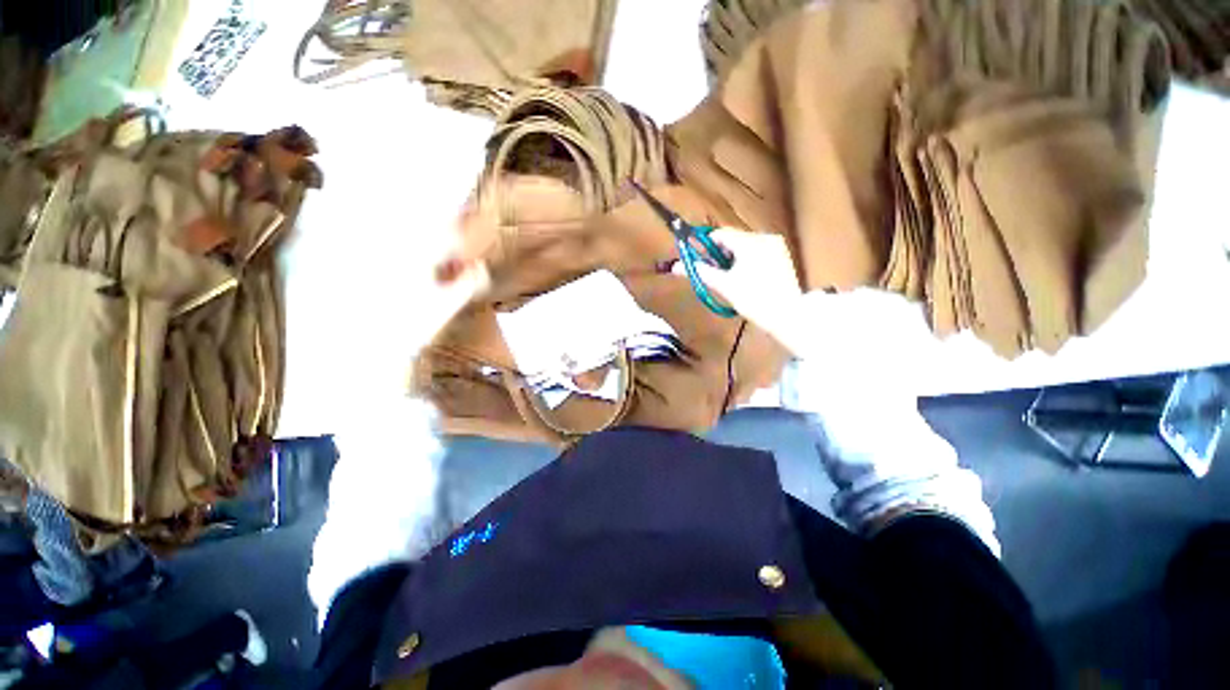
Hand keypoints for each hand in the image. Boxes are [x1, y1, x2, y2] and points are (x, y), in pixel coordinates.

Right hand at [670, 229, 809, 350]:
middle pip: (732, 240)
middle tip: (714, 275)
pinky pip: (756, 253)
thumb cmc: (753, 299)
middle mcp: (764, 238)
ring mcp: (775, 246)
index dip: (705, 247)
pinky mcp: (782, 256)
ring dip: (732, 259)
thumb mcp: (723, 285)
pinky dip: (746, 262)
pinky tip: (745, 279)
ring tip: (730, 280)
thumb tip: (675, 266)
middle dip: (719, 255)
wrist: (787, 315)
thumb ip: (700, 272)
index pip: (719, 234)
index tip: (699, 262)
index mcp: (749, 242)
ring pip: (744, 247)